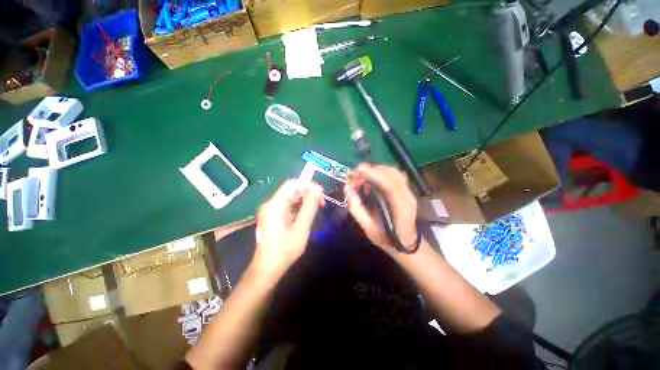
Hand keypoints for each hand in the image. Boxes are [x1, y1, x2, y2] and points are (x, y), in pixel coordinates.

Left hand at [252, 180, 323, 277]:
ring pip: (290, 196)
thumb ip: (309, 207)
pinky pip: (287, 204)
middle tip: (321, 201)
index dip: (308, 185)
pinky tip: (307, 212)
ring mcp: (270, 209)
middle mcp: (270, 204)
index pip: (292, 184)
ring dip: (304, 199)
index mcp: (275, 205)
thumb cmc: (285, 250)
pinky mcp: (272, 215)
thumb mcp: (301, 228)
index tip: (321, 193)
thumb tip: (318, 190)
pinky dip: (299, 205)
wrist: (267, 268)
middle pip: (291, 189)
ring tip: (317, 207)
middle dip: (308, 192)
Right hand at [345, 164, 417, 251]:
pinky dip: (382, 172)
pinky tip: (372, 176)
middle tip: (355, 172)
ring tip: (361, 173)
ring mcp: (409, 192)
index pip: (390, 186)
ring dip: (377, 169)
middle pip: (393, 175)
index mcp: (400, 209)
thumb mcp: (368, 228)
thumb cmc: (387, 238)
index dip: (374, 175)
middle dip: (372, 170)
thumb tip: (347, 189)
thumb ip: (356, 209)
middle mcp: (408, 197)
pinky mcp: (406, 190)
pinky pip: (395, 175)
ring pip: (394, 172)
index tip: (358, 170)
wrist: (406, 242)